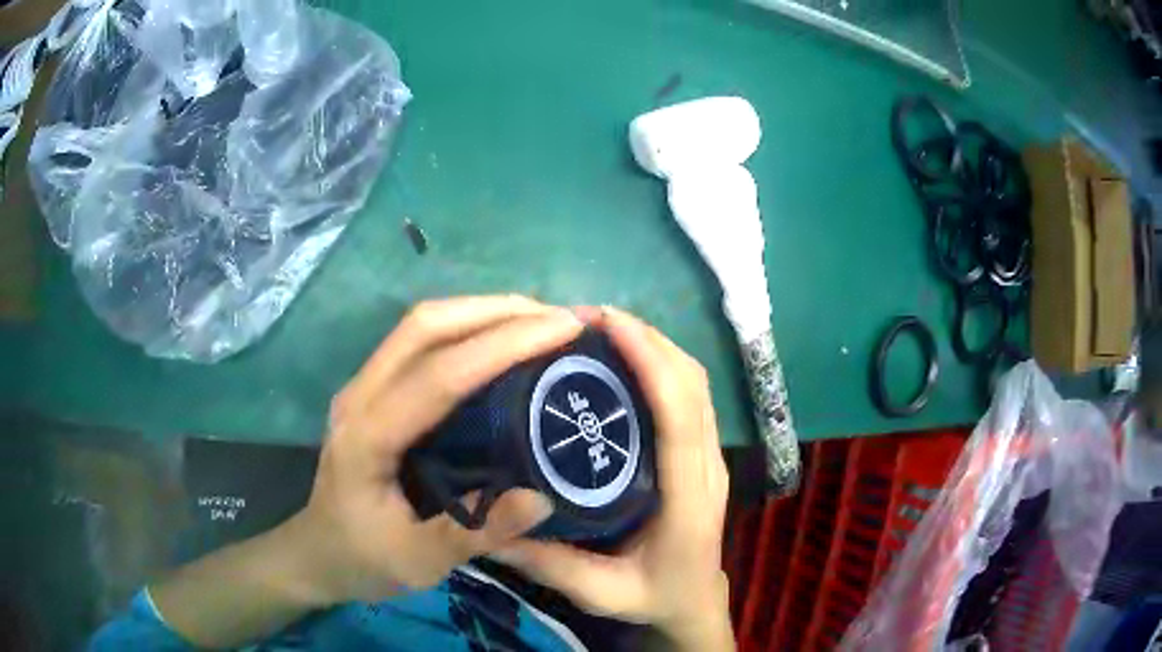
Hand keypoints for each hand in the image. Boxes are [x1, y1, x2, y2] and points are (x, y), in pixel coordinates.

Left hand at [289, 295, 583, 602]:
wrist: (318, 553)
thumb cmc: (364, 560)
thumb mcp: (420, 562)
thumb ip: (477, 534)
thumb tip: (541, 498)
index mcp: (368, 436)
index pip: (440, 374)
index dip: (504, 345)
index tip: (564, 329)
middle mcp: (360, 395)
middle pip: (426, 326)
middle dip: (497, 311)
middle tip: (559, 317)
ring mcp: (363, 386)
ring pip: (422, 325)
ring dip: (483, 311)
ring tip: (540, 319)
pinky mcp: (374, 390)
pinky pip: (421, 341)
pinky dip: (468, 328)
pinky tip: (500, 340)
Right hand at [492, 307, 732, 648]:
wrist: (695, 603)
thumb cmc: (654, 597)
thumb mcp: (600, 592)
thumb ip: (547, 565)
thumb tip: (487, 528)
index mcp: (688, 499)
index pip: (679, 414)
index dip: (651, 361)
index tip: (608, 324)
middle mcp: (706, 466)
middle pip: (692, 383)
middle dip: (648, 339)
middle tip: (590, 319)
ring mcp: (709, 457)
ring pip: (695, 383)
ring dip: (656, 346)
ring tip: (603, 330)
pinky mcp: (701, 454)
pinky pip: (690, 395)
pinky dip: (661, 365)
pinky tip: (623, 361)